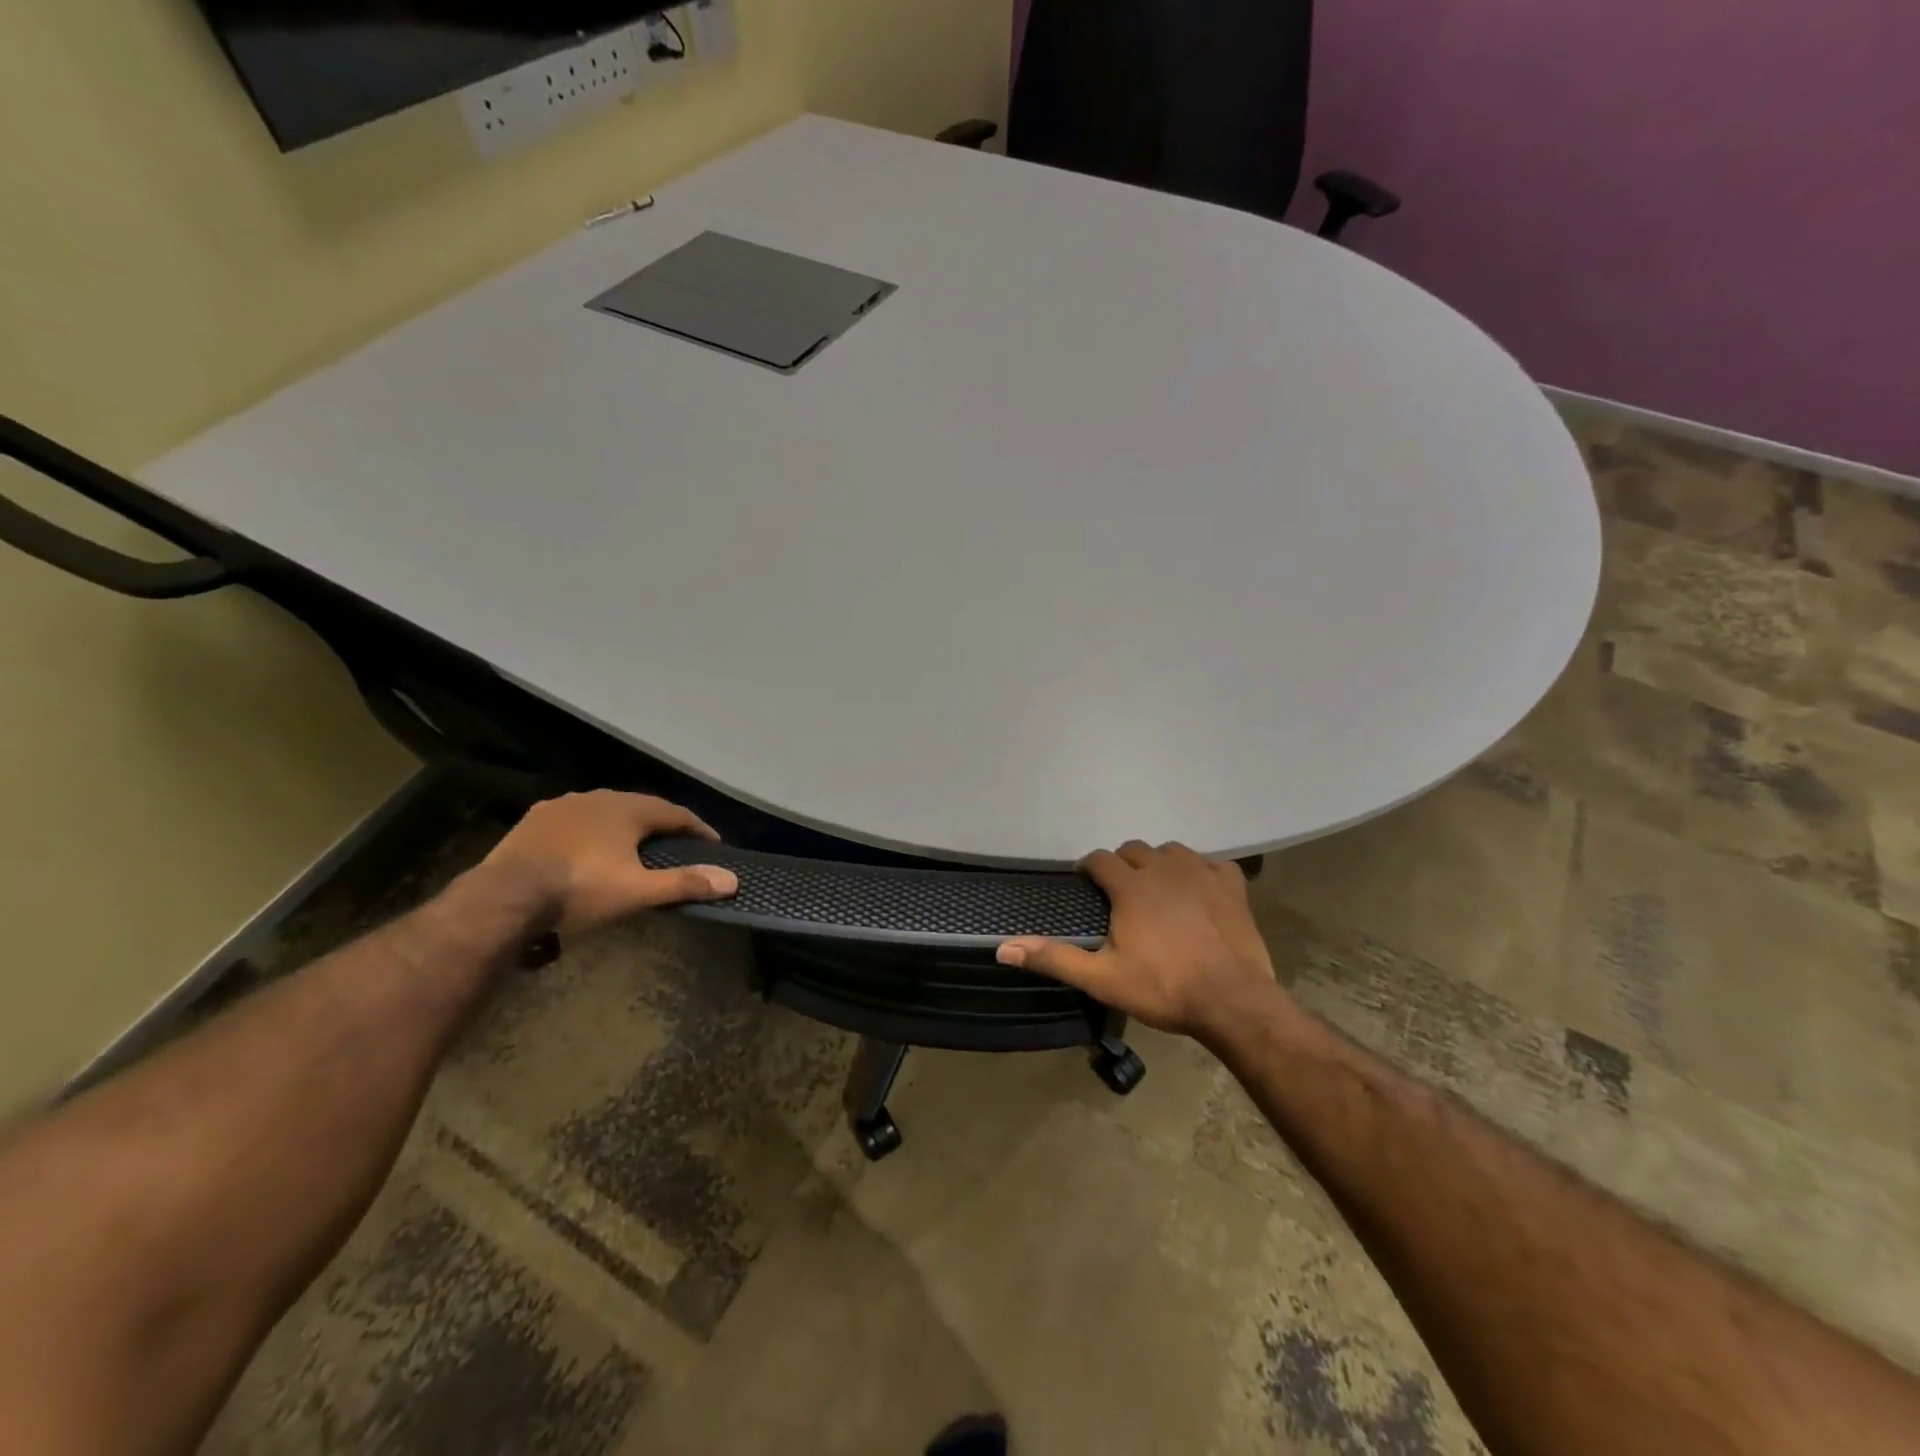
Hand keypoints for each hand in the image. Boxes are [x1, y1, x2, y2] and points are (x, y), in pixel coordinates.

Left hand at [483, 791, 737, 936]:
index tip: (713, 846)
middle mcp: (598, 797)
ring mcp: (563, 806)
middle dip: (661, 827)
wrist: (503, 898)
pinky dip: (591, 833)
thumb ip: (684, 883)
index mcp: (628, 809)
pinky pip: (575, 821)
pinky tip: (587, 850)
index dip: (698, 829)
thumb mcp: (638, 892)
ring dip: (624, 828)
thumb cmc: (580, 890)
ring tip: (632, 849)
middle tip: (676, 848)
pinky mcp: (534, 820)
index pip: (676, 814)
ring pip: (606, 812)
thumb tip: (732, 880)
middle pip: (641, 809)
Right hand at [996, 840, 1281, 1039]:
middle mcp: (1164, 868)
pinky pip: (1212, 864)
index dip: (1088, 868)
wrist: (1232, 1002)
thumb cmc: (1163, 988)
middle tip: (1119, 894)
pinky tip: (1199, 891)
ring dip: (1159, 864)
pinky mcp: (1232, 885)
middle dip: (1122, 865)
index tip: (1086, 885)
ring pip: (1171, 851)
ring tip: (1157, 890)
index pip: (1099, 859)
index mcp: (1130, 886)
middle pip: (1134, 850)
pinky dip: (1201, 872)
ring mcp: (1202, 872)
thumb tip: (1003, 948)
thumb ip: (1054, 958)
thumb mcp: (1102, 978)